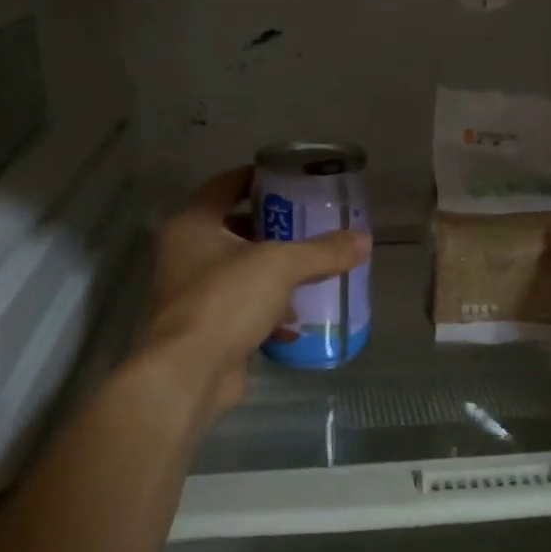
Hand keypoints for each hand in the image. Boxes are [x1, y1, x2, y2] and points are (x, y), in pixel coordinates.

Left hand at [136, 168, 369, 419]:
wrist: (189, 373)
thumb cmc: (226, 301)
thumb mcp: (281, 266)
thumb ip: (323, 251)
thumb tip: (364, 239)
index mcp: (193, 224)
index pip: (226, 185)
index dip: (258, 178)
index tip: (292, 179)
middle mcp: (186, 252)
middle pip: (235, 228)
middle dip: (273, 229)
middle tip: (310, 224)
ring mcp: (193, 292)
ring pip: (240, 270)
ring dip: (273, 273)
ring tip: (312, 270)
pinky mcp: (205, 326)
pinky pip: (242, 307)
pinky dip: (268, 310)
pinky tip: (296, 321)